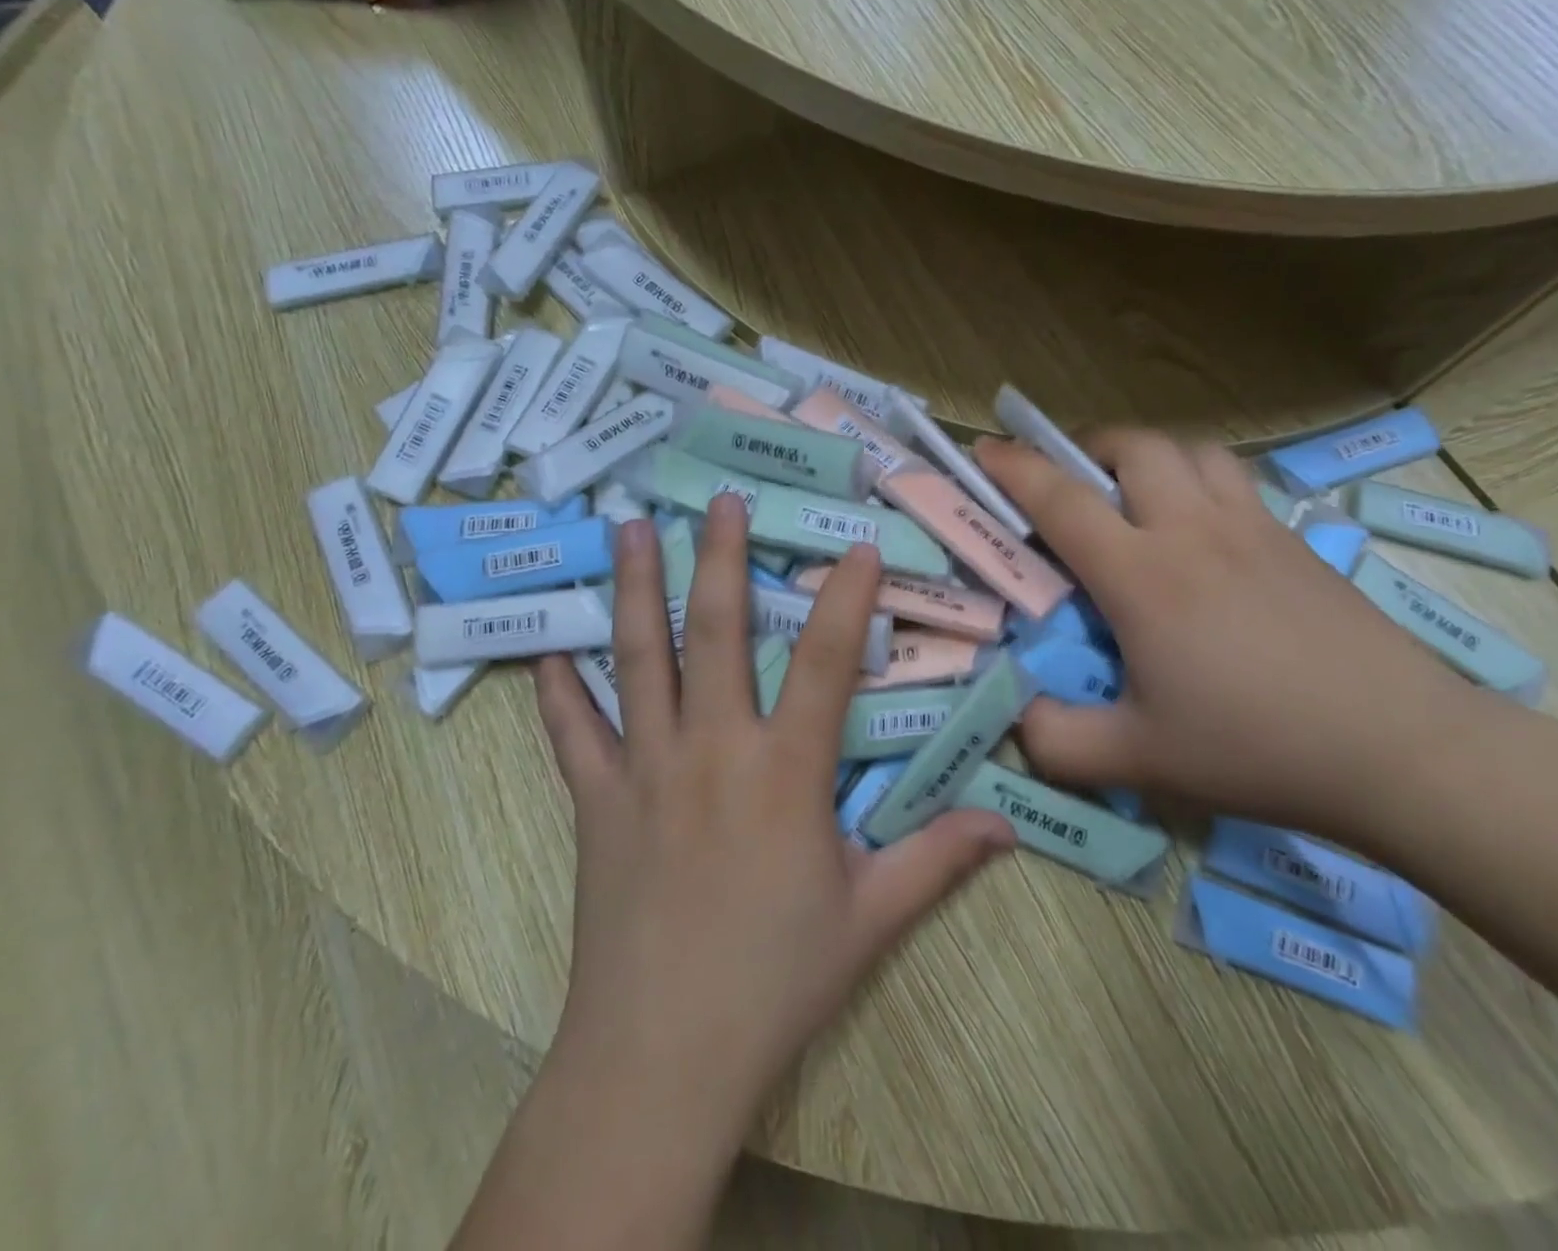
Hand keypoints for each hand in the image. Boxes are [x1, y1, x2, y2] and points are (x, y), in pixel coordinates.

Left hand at [532, 495, 1013, 1135]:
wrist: (661, 1058)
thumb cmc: (774, 981)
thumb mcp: (870, 918)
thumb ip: (937, 860)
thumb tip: (1007, 824)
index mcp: (785, 772)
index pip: (828, 662)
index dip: (847, 598)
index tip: (856, 548)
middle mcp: (713, 749)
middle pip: (717, 632)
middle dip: (720, 557)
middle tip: (717, 500)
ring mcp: (644, 769)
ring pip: (639, 658)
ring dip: (637, 588)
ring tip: (630, 527)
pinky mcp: (595, 801)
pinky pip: (571, 731)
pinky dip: (560, 687)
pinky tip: (550, 649)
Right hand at [975, 432, 1473, 837]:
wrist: (1404, 752)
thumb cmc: (1259, 749)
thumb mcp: (1139, 760)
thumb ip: (1057, 740)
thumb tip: (1016, 715)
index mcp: (1144, 577)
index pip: (1063, 499)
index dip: (1014, 468)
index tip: (984, 450)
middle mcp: (1194, 532)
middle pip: (1133, 447)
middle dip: (1084, 448)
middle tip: (1065, 483)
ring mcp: (1252, 529)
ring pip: (1190, 450)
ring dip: (1146, 456)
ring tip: (1130, 494)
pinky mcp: (1295, 541)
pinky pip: (1233, 480)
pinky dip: (1196, 478)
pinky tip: (1197, 530)